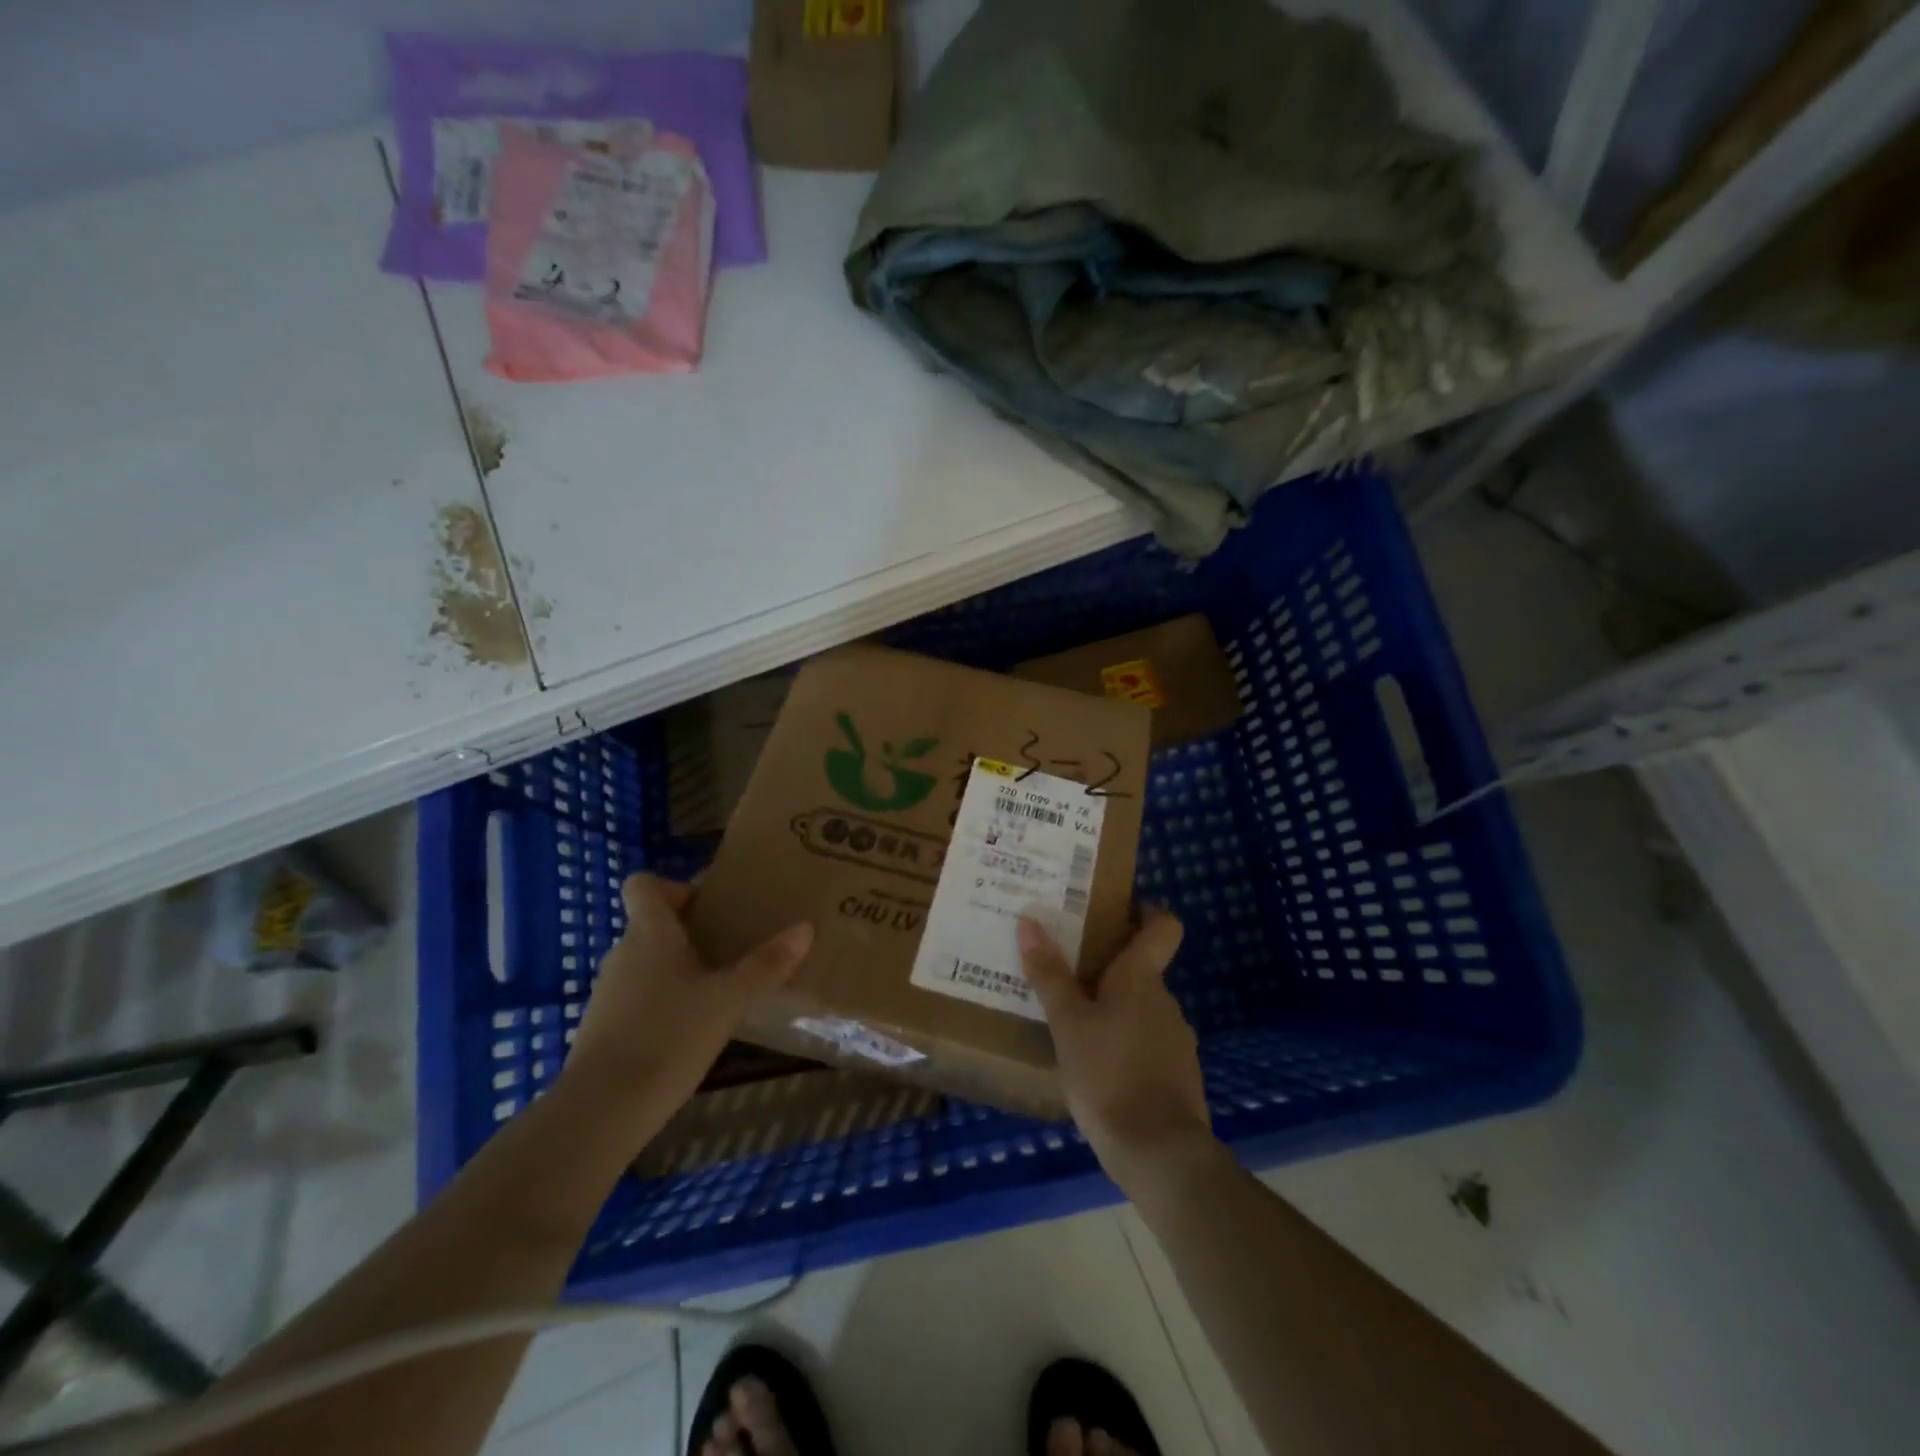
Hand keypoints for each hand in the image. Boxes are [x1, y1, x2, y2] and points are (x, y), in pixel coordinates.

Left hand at [563, 874, 813, 1116]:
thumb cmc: (669, 1036)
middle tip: (732, 948)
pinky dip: (662, 1005)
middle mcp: (622, 954)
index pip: (643, 885)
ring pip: (646, 964)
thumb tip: (805, 927)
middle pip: (652, 925)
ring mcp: (607, 993)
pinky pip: (637, 999)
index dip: (673, 887)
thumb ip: (767, 964)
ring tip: (718, 991)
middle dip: (690, 933)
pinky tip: (691, 1031)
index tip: (709, 906)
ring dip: (678, 970)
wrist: (602, 1110)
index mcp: (649, 933)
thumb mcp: (729, 1000)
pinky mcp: (603, 1029)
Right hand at [1018, 908, 1213, 1192]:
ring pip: (1142, 1009)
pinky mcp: (1178, 1074)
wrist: (1160, 1152)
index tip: (1117, 910)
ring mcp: (1176, 1039)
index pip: (1163, 926)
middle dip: (1109, 968)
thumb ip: (1049, 974)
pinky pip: (1147, 1043)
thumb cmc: (1108, 1074)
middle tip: (1067, 971)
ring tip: (1073, 1023)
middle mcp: (1165, 1000)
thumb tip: (1030, 920)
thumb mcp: (1067, 1024)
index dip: (1146, 911)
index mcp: (1141, 979)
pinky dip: (1125, 1043)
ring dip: (1114, 1009)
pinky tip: (1096, 1065)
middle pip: (1142, 969)